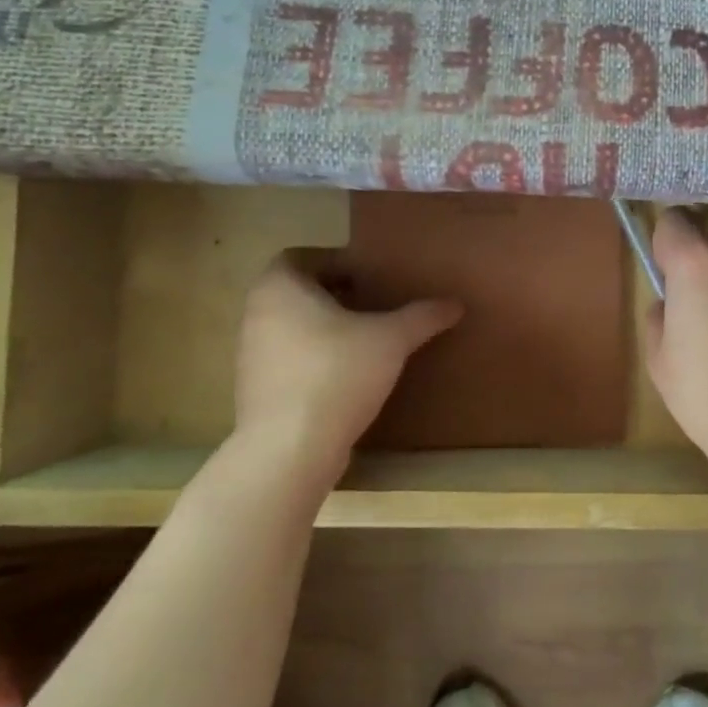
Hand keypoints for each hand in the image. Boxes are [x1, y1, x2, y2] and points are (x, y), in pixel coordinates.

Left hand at [233, 254, 461, 481]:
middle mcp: (257, 313)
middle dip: (335, 295)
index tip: (370, 276)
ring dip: (325, 328)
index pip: (302, 257)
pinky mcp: (256, 389)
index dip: (336, 261)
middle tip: (375, 302)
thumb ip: (422, 317)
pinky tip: (349, 375)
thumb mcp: (391, 340)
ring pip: (292, 326)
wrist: (289, 449)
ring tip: (367, 339)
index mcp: (279, 288)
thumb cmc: (336, 374)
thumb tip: (456, 303)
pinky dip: (315, 358)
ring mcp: (251, 354)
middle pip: (297, 291)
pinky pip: (289, 359)